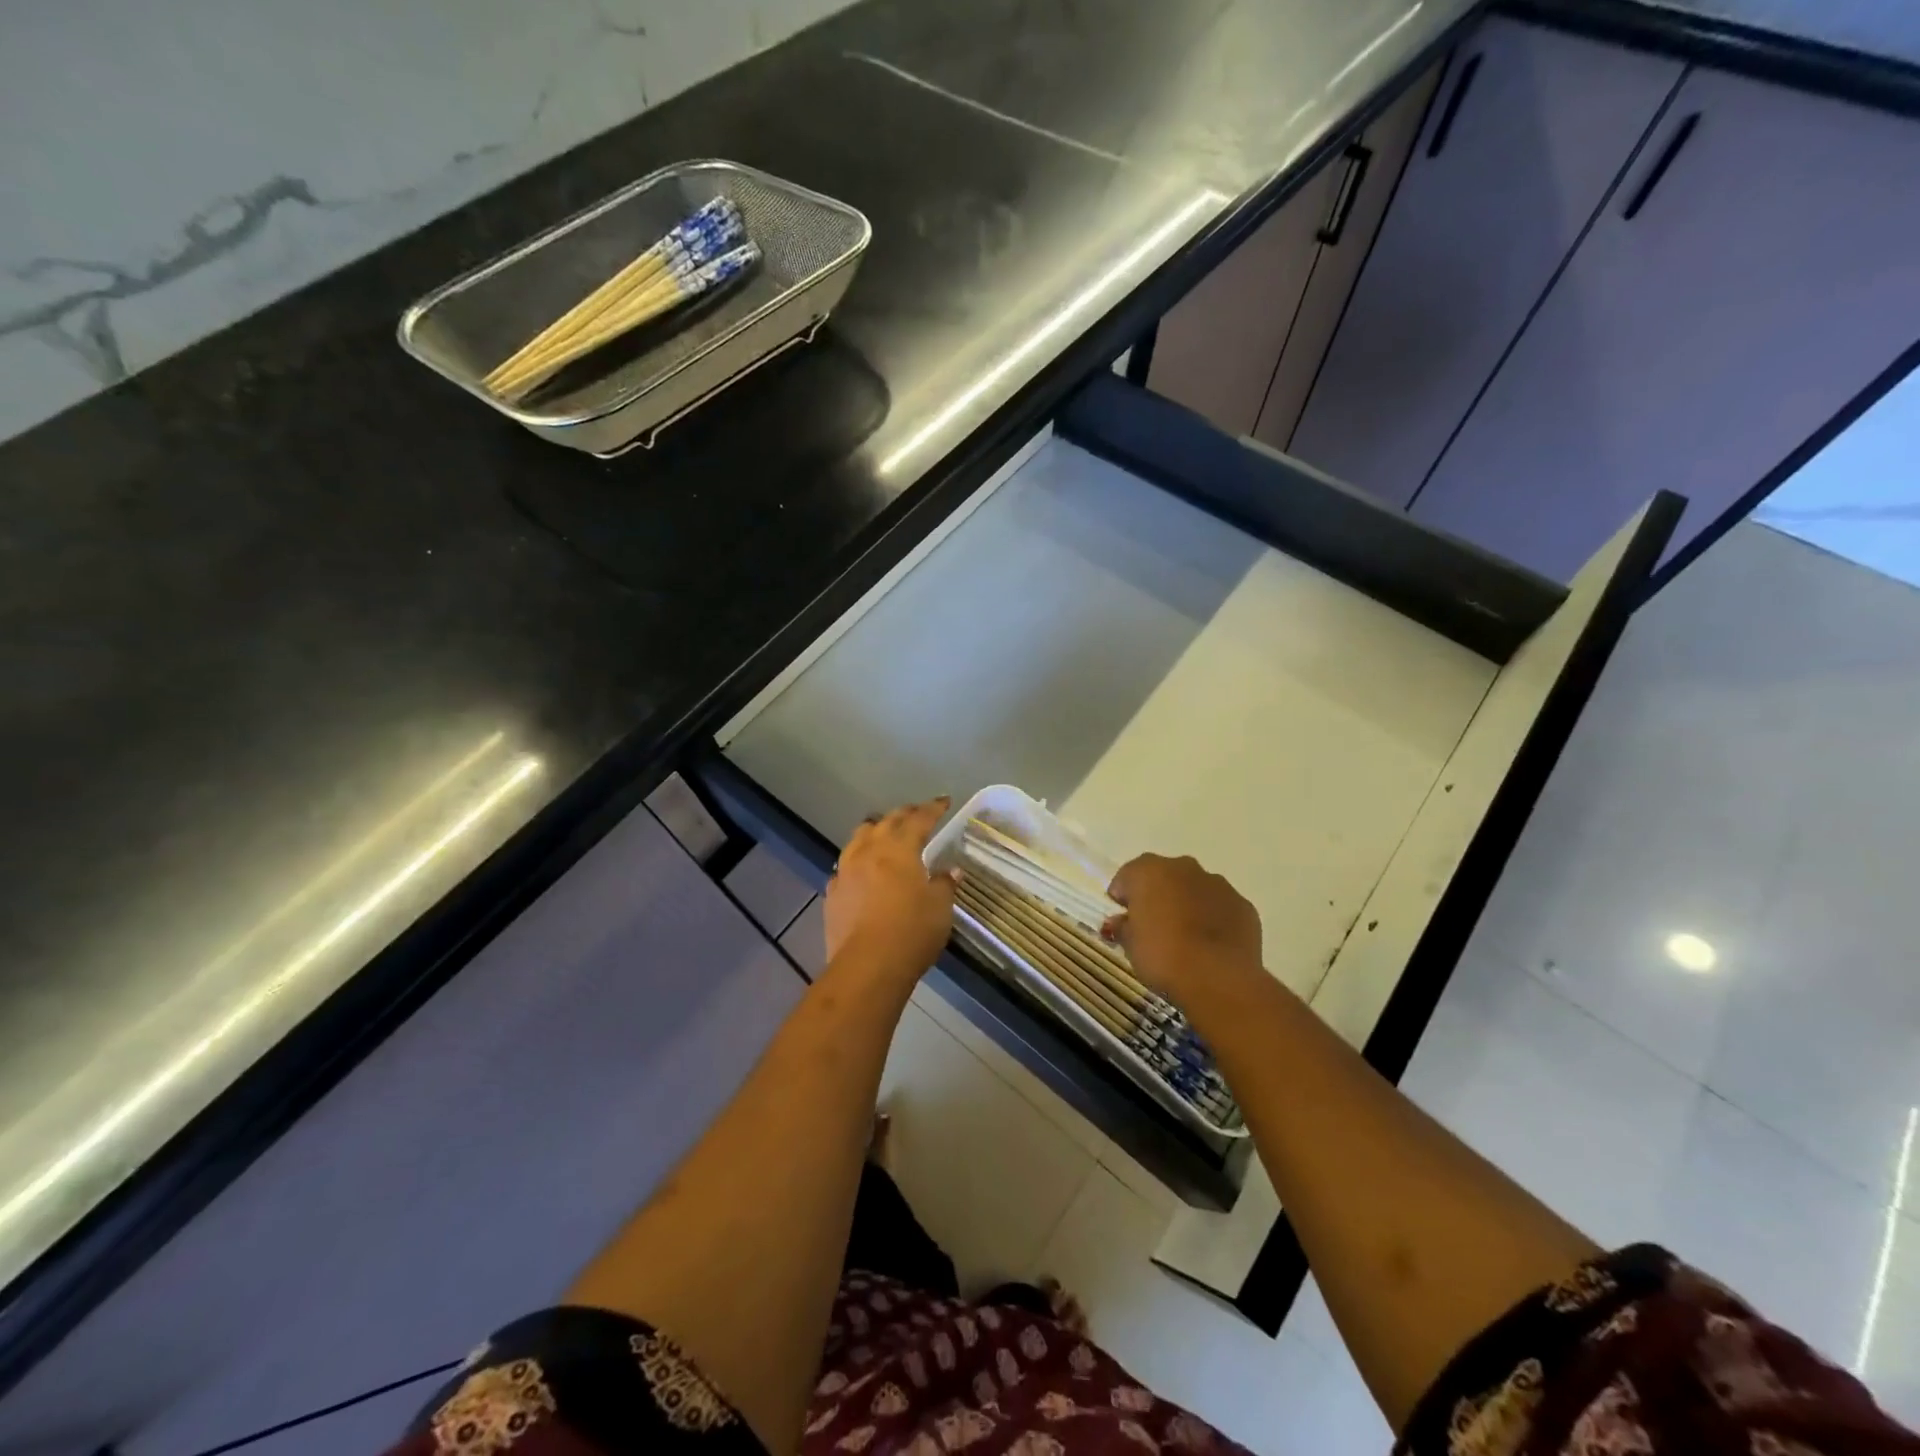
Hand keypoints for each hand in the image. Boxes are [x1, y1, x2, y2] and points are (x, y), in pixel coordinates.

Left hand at [824, 798, 957, 978]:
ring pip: (859, 838)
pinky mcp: (832, 894)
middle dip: (904, 814)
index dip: (933, 808)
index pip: (919, 819)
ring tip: (884, 834)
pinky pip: (845, 867)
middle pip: (887, 822)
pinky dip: (857, 862)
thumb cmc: (912, 931)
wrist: (867, 966)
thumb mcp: (940, 907)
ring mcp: (846, 871)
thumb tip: (950, 871)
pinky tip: (862, 871)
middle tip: (917, 813)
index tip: (944, 801)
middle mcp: (869, 851)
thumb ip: (944, 884)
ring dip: (875, 831)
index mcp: (900, 848)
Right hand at [1105, 854, 1263, 1005]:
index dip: (1123, 900)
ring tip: (1185, 939)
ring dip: (1187, 905)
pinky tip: (1210, 946)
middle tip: (1153, 928)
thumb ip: (1123, 927)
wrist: (1218, 978)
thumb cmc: (1162, 955)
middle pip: (1163, 877)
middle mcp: (1183, 867)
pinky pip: (1220, 907)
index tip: (1124, 922)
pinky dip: (1213, 919)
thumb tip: (1121, 922)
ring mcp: (1217, 884)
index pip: (1126, 878)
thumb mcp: (1130, 945)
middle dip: (1157, 897)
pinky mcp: (1243, 905)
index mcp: (1149, 871)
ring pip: (1194, 889)